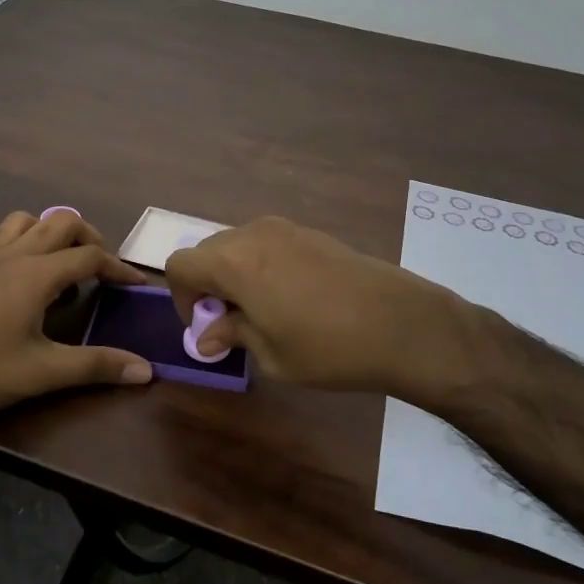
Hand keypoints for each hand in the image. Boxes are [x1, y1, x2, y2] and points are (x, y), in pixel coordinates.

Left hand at [0, 210, 153, 421]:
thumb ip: (95, 366)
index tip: (136, 286)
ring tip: (56, 262)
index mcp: (38, 274)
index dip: (119, 268)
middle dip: (88, 237)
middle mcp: (13, 254)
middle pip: (60, 222)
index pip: (91, 257)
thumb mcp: (41, 373)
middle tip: (99, 268)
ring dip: (45, 232)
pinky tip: (0, 263)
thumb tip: (147, 369)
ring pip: (21, 221)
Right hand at [164, 216, 490, 399]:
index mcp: (233, 262)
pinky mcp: (312, 233)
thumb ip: (232, 335)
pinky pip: (267, 244)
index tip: (206, 325)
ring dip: (235, 273)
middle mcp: (253, 235)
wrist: (403, 324)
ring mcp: (285, 229)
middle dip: (208, 284)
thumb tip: (206, 338)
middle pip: (208, 251)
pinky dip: (262, 265)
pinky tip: (292, 298)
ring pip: (238, 245)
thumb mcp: (271, 355)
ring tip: (263, 311)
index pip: (180, 265)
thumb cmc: (328, 348)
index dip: (181, 297)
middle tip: (232, 322)